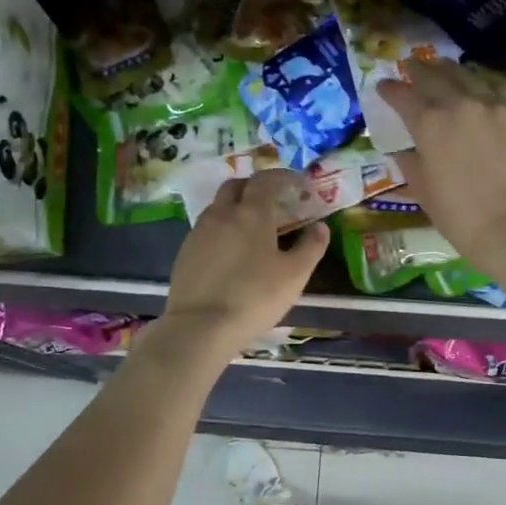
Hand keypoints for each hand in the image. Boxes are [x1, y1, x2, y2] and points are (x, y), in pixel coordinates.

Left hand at [159, 170, 328, 360]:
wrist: (200, 327)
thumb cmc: (255, 297)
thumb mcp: (295, 275)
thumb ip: (311, 246)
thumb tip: (319, 227)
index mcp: (251, 212)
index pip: (266, 180)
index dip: (284, 177)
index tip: (298, 184)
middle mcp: (221, 213)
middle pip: (237, 186)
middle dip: (256, 187)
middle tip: (274, 202)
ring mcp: (199, 232)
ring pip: (219, 207)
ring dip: (237, 208)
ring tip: (254, 229)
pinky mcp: (185, 252)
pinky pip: (208, 229)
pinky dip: (223, 229)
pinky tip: (233, 252)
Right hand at [376, 57, 505, 266]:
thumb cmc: (459, 216)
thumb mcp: (423, 190)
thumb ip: (409, 162)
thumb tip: (402, 148)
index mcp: (430, 123)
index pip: (403, 96)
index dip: (390, 90)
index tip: (384, 86)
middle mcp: (461, 103)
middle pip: (436, 75)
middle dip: (420, 69)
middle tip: (413, 67)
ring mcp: (497, 104)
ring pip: (471, 74)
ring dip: (453, 70)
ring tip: (446, 69)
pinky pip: (503, 87)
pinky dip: (488, 82)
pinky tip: (485, 84)